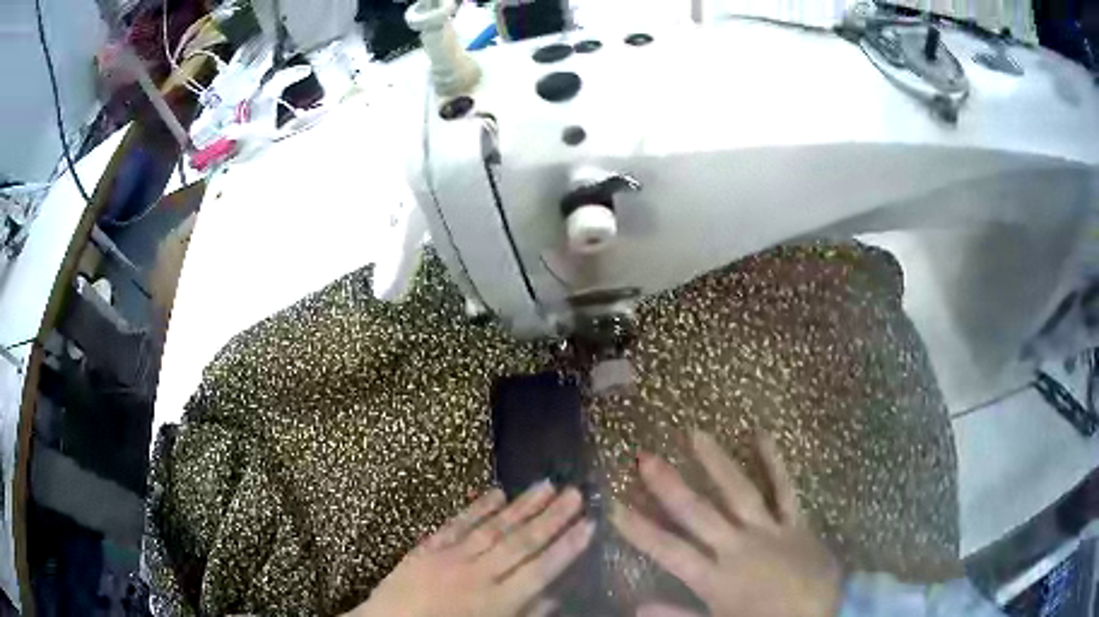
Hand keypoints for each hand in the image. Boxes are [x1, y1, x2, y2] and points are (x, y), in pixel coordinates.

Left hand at [349, 482, 593, 616]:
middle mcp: (476, 575)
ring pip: (493, 528)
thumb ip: (525, 614)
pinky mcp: (426, 548)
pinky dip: (477, 507)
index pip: (539, 570)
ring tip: (546, 484)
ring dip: (521, 506)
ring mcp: (449, 558)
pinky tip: (496, 492)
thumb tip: (556, 594)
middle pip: (520, 543)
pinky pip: (456, 524)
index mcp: (495, 603)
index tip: (589, 524)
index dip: (566, 547)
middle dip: (551, 518)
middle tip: (575, 493)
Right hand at [611, 431, 841, 616]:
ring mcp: (769, 530)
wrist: (822, 614)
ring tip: (696, 434)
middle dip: (669, 486)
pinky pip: (785, 489)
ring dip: (716, 463)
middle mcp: (738, 546)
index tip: (613, 505)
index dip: (639, 528)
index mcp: (716, 576)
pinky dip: (775, 462)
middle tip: (645, 457)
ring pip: (739, 492)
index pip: (668, 550)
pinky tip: (762, 434)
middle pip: (699, 513)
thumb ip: (678, 616)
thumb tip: (636, 607)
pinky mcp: (796, 522)